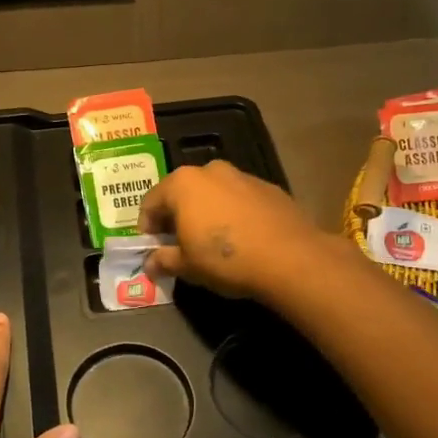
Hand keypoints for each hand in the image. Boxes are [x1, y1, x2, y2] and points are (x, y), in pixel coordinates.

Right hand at [137, 159, 329, 298]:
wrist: (290, 258)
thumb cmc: (226, 259)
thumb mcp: (188, 266)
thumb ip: (164, 260)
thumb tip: (149, 265)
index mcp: (182, 184)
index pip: (150, 202)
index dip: (147, 227)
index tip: (152, 248)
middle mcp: (209, 170)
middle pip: (181, 192)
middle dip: (176, 216)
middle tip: (179, 244)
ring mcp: (241, 175)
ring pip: (212, 193)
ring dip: (205, 212)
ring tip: (212, 241)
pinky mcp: (268, 187)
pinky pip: (238, 198)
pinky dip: (232, 213)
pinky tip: (241, 237)